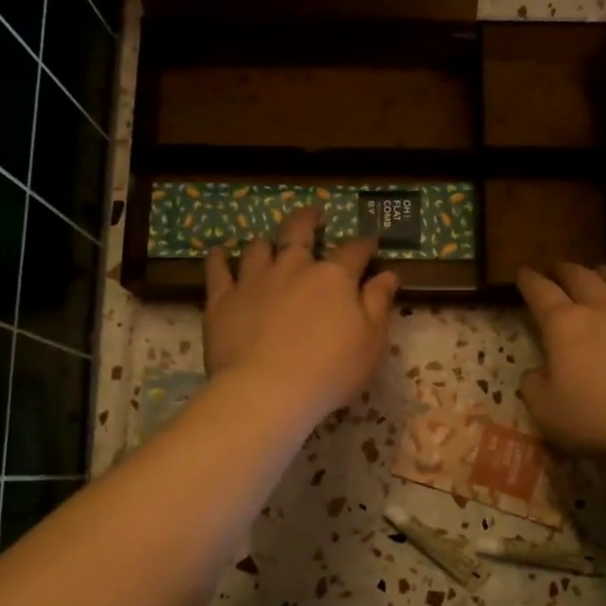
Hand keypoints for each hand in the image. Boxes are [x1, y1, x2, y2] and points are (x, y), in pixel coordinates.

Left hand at [203, 207, 398, 425]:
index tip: (370, 244)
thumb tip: (388, 274)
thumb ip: (379, 304)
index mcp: (333, 277)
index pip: (354, 251)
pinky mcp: (222, 300)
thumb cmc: (329, 371)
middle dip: (308, 220)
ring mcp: (254, 281)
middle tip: (313, 214)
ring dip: (266, 243)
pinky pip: (217, 270)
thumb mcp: (371, 342)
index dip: (364, 245)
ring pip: (258, 248)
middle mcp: (293, 268)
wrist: (266, 391)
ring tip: (267, 243)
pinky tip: (218, 254)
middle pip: (299, 232)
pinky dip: (218, 259)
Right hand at [516, 264, 605, 462]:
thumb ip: (533, 388)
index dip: (529, 281)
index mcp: (565, 325)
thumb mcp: (548, 412)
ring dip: (605, 274)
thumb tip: (534, 373)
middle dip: (564, 270)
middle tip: (557, 269)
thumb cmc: (601, 416)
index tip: (522, 273)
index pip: (540, 292)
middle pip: (580, 277)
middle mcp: (602, 308)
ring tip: (600, 273)